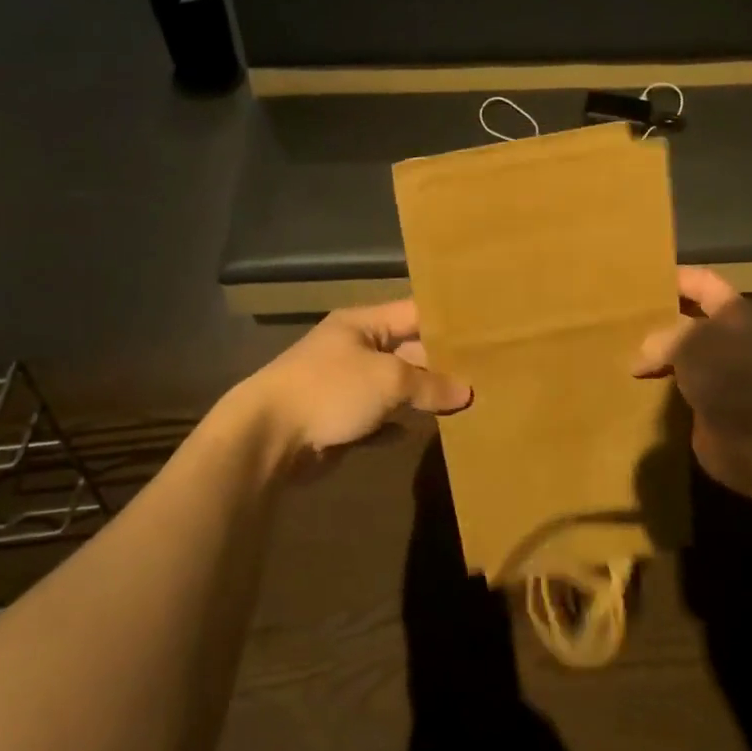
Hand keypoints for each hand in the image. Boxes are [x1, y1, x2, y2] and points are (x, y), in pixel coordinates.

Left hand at [240, 300, 471, 464]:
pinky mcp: (338, 422)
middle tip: (483, 374)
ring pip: (393, 388)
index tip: (482, 332)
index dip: (446, 321)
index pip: (413, 313)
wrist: (268, 437)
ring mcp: (344, 387)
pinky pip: (377, 420)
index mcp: (362, 324)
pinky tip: (421, 431)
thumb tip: (467, 392)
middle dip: (439, 364)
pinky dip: (397, 425)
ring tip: (463, 404)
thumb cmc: (331, 389)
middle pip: (406, 351)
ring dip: (421, 397)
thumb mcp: (389, 379)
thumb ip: (430, 384)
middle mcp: (354, 349)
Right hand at [633, 267, 751, 496]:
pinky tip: (628, 389)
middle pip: (688, 321)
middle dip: (657, 320)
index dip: (674, 278)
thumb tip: (640, 358)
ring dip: (654, 359)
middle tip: (616, 319)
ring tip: (614, 353)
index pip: (702, 282)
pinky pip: (679, 392)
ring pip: (681, 358)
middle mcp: (731, 340)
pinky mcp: (712, 409)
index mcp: (735, 313)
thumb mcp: (691, 343)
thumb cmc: (735, 377)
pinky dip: (657, 390)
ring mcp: (722, 376)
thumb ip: (661, 339)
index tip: (638, 280)